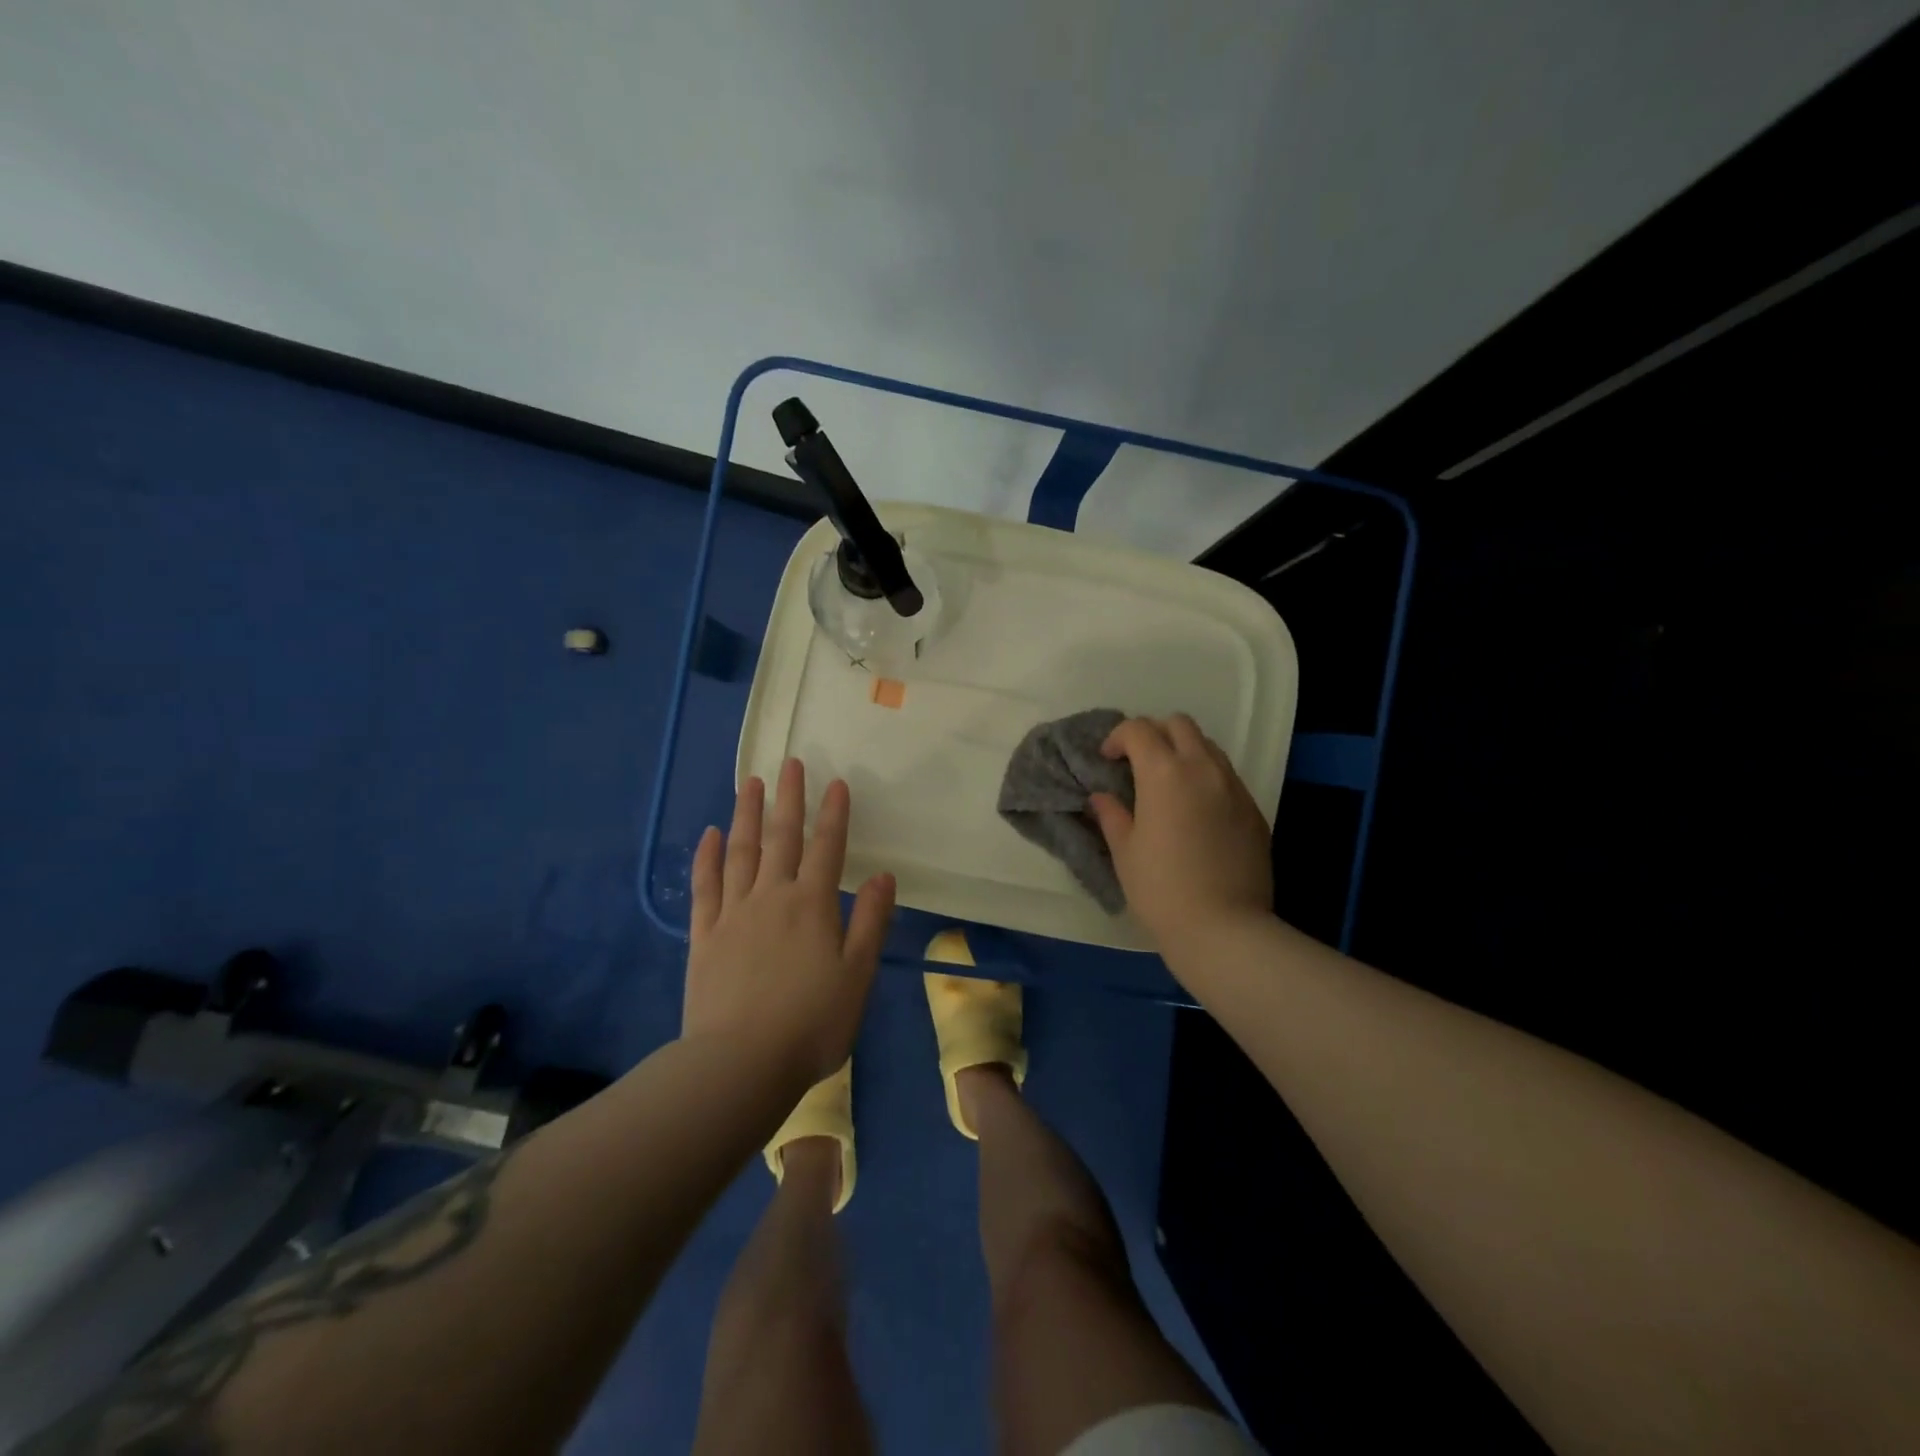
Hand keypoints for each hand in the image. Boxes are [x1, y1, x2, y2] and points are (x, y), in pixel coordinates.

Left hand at [683, 758, 895, 1085]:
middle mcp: (772, 897)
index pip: (827, 848)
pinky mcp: (704, 935)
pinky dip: (707, 857)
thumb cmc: (811, 1023)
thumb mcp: (856, 976)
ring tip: (750, 783)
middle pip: (781, 838)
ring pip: (741, 852)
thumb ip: (869, 922)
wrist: (740, 1064)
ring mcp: (733, 913)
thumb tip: (884, 876)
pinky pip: (705, 886)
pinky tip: (710, 835)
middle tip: (790, 763)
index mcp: (812, 905)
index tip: (835, 782)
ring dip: (747, 815)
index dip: (833, 814)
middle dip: (788, 799)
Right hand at [1089, 714, 1273, 947]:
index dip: (1117, 738)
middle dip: (1154, 733)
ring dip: (1183, 751)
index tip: (1107, 760)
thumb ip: (1112, 815)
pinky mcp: (1253, 809)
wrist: (1223, 928)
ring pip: (1207, 746)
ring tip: (1168, 783)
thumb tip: (1102, 797)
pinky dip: (1206, 777)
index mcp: (1164, 773)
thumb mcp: (1125, 851)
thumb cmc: (1161, 889)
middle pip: (1179, 724)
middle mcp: (1203, 768)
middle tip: (1137, 762)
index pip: (1139, 730)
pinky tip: (1195, 811)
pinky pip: (1226, 776)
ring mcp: (1234, 787)